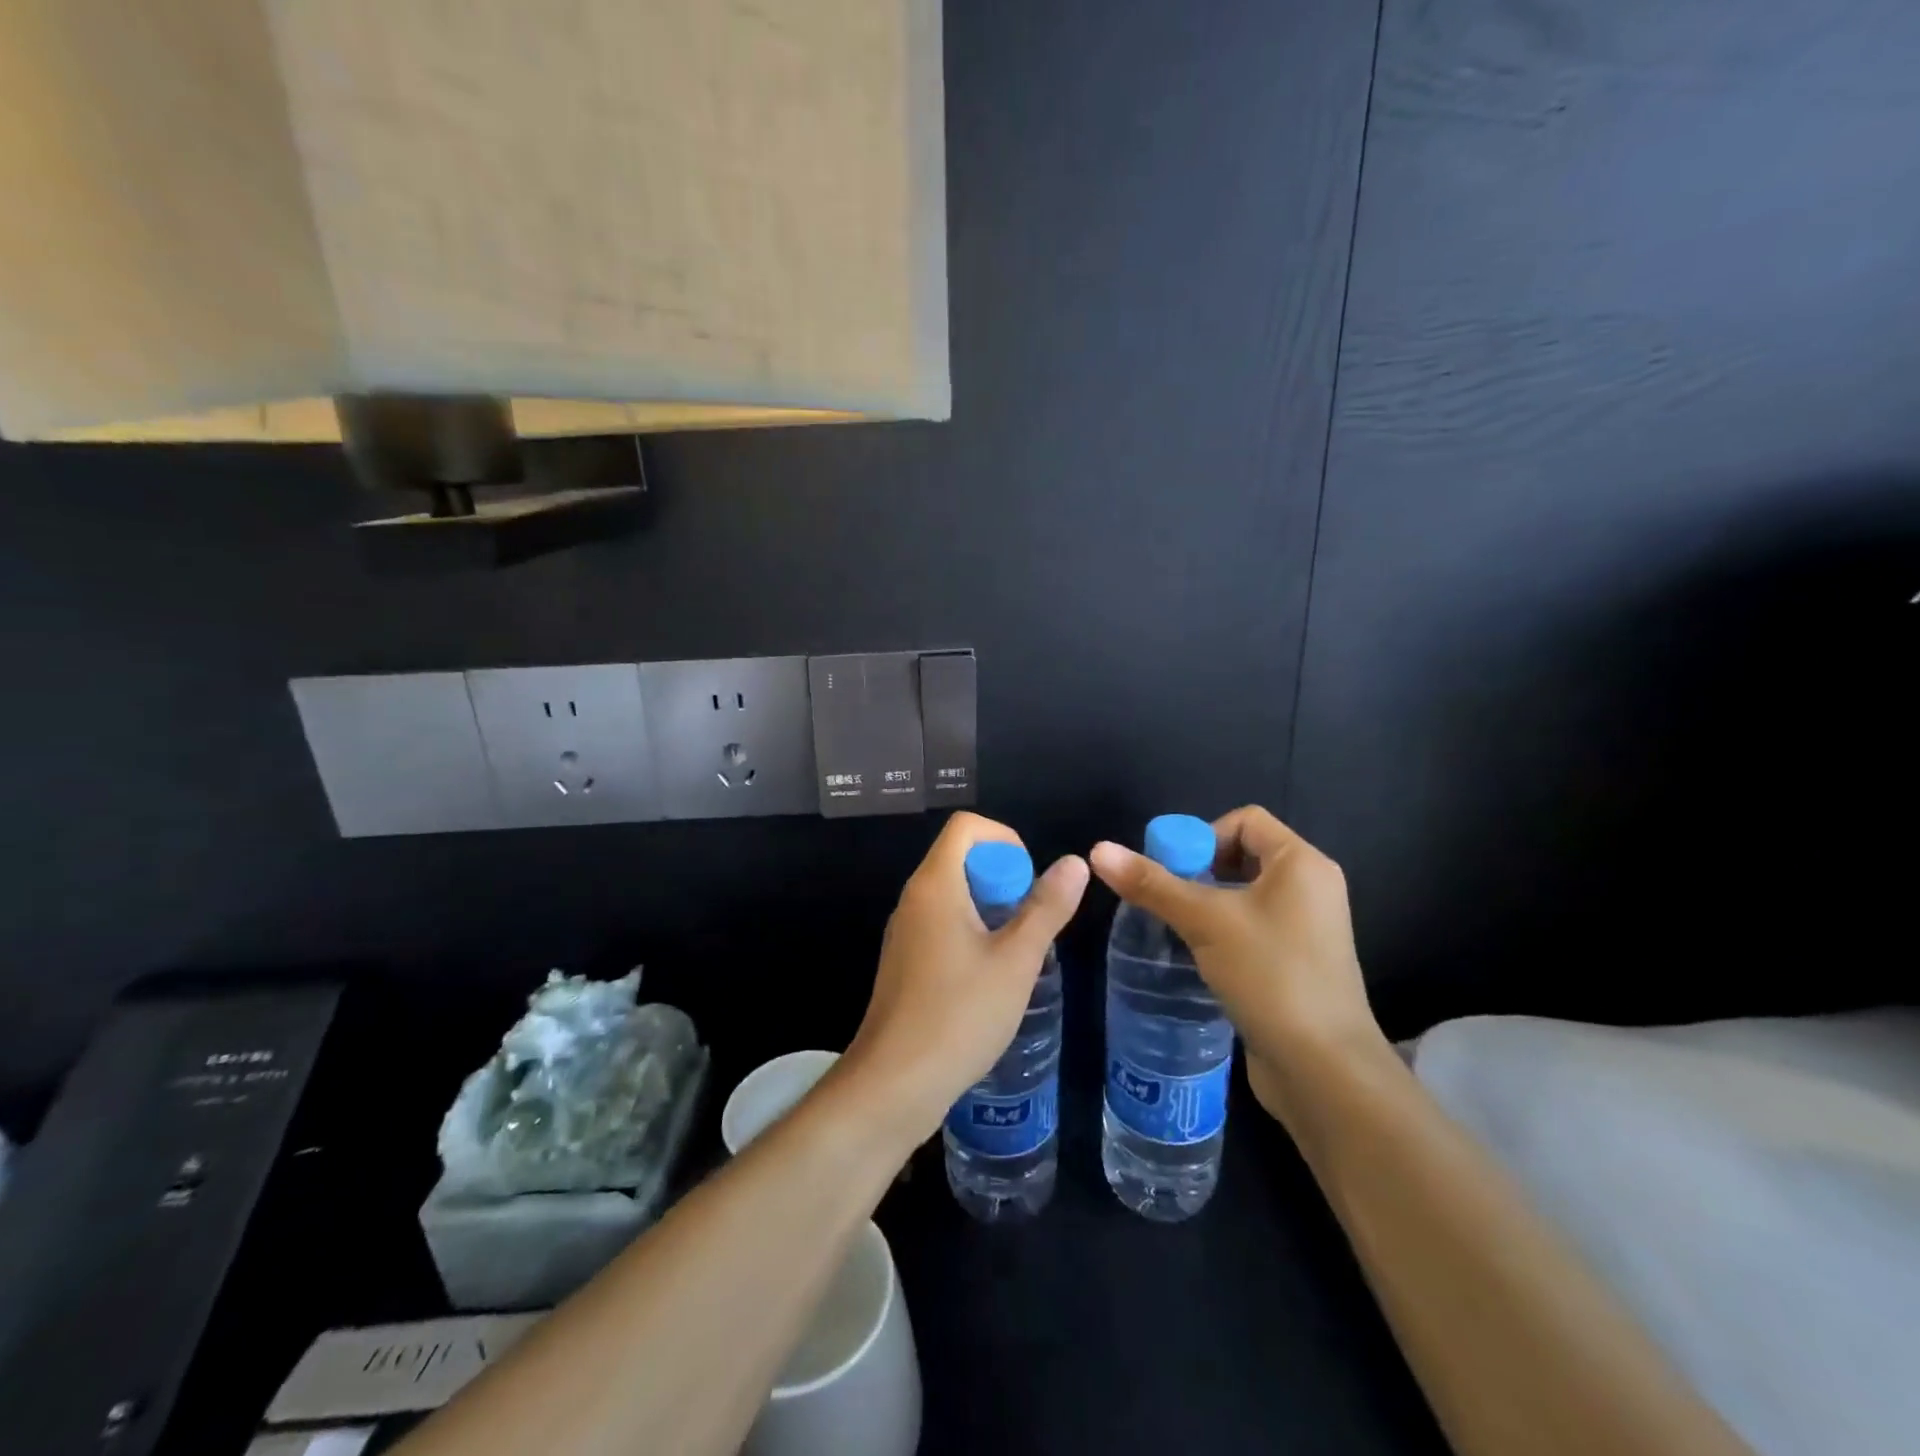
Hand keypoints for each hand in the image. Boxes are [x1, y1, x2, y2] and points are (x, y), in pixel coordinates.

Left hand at [839, 812, 1087, 1147]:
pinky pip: (942, 924)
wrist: (893, 1084)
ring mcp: (905, 931)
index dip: (1005, 840)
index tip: (1028, 884)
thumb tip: (1074, 862)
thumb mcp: (1016, 961)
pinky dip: (971, 934)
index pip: (966, 826)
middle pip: (961, 858)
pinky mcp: (904, 961)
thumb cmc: (959, 1015)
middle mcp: (914, 898)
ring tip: (1015, 956)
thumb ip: (1046, 908)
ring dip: (991, 911)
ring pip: (954, 894)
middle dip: (1003, 880)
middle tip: (1027, 926)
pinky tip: (989, 981)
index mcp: (935, 885)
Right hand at [1089, 806, 1385, 1128]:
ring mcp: (1308, 928)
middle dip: (1199, 871)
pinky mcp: (1298, 963)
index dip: (1202, 835)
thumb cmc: (1270, 976)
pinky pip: (1253, 927)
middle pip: (1243, 854)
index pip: (1245, 820)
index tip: (1173, 870)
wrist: (1324, 1070)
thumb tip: (1097, 849)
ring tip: (1175, 927)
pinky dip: (1223, 931)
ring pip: (1245, 895)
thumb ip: (1151, 884)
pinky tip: (1198, 956)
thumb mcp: (1204, 921)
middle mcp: (1312, 888)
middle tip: (1166, 898)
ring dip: (1206, 904)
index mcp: (1302, 864)